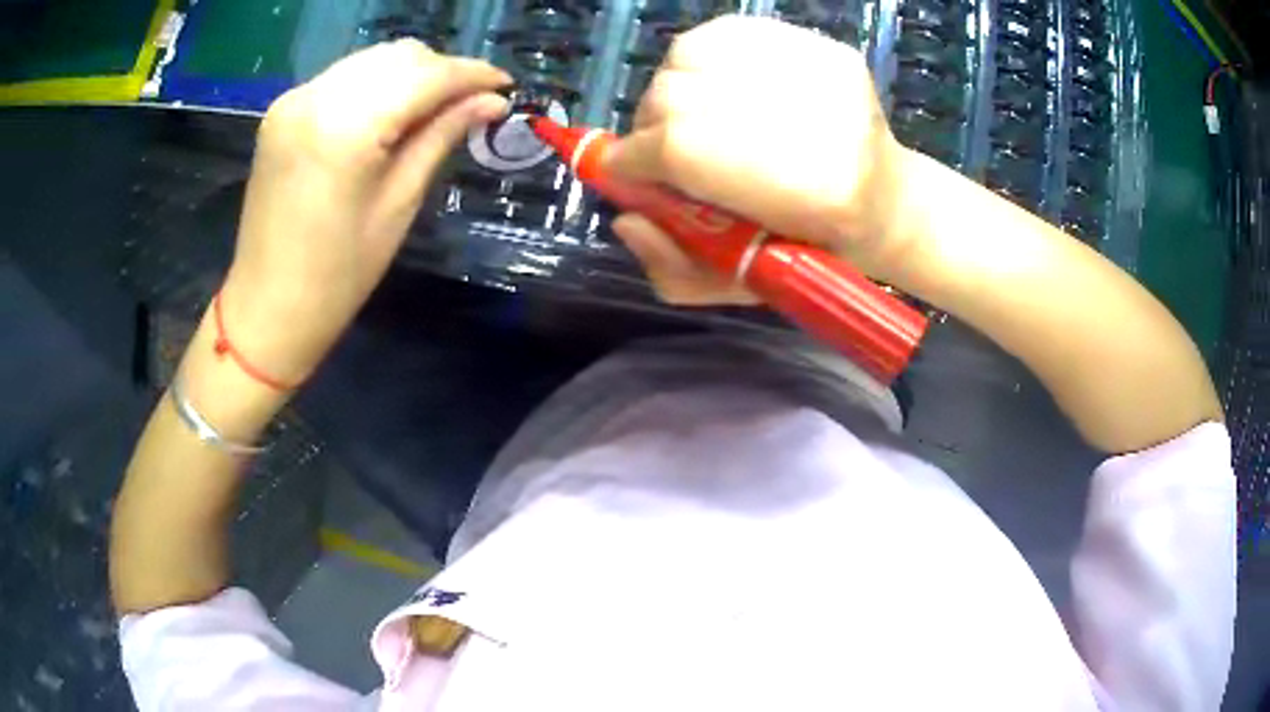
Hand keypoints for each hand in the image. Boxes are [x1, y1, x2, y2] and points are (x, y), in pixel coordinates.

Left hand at [221, 40, 510, 383]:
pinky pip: (344, 78)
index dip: (471, 75)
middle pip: (398, 57)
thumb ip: (441, 138)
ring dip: (411, 74)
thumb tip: (492, 102)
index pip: (424, 76)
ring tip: (436, 107)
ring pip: (372, 61)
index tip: (504, 86)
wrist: (267, 306)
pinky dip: (377, 85)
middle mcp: (316, 97)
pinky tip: (392, 112)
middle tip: (472, 102)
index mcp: (345, 128)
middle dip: (442, 72)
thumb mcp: (398, 205)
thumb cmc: (338, 275)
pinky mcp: (283, 110)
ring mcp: (294, 100)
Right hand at [605, 17, 912, 305]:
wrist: (888, 201)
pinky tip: (712, 86)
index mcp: (812, 193)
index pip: (681, 149)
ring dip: (670, 87)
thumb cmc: (813, 251)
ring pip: (691, 55)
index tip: (623, 172)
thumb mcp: (741, 285)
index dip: (634, 159)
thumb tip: (625, 220)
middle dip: (649, 124)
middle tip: (657, 148)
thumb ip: (674, 267)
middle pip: (678, 95)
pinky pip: (727, 33)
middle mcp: (819, 118)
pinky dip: (700, 58)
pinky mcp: (823, 45)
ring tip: (685, 114)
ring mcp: (822, 71)